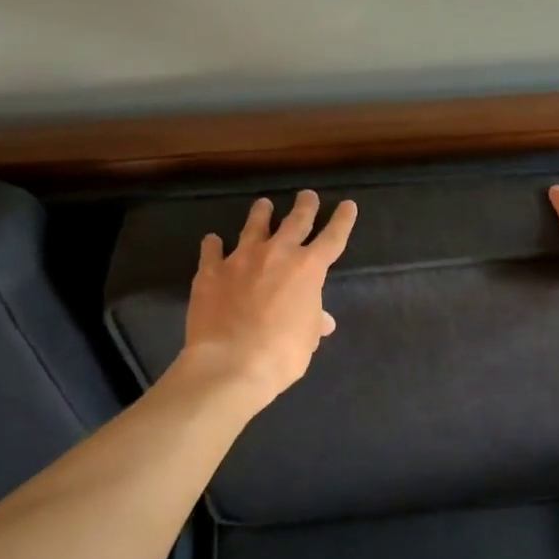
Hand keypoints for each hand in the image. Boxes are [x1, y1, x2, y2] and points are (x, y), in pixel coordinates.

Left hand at [181, 190, 357, 402]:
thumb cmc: (282, 353)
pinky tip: (212, 240)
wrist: (231, 363)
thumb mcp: (307, 338)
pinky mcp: (210, 272)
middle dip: (305, 206)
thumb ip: (313, 321)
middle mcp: (277, 254)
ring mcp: (241, 259)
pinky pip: (212, 251)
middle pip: (295, 221)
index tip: (348, 205)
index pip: (332, 238)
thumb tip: (322, 320)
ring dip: (261, 214)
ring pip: (253, 227)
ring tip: (263, 204)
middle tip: (308, 195)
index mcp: (308, 269)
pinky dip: (213, 245)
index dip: (342, 221)